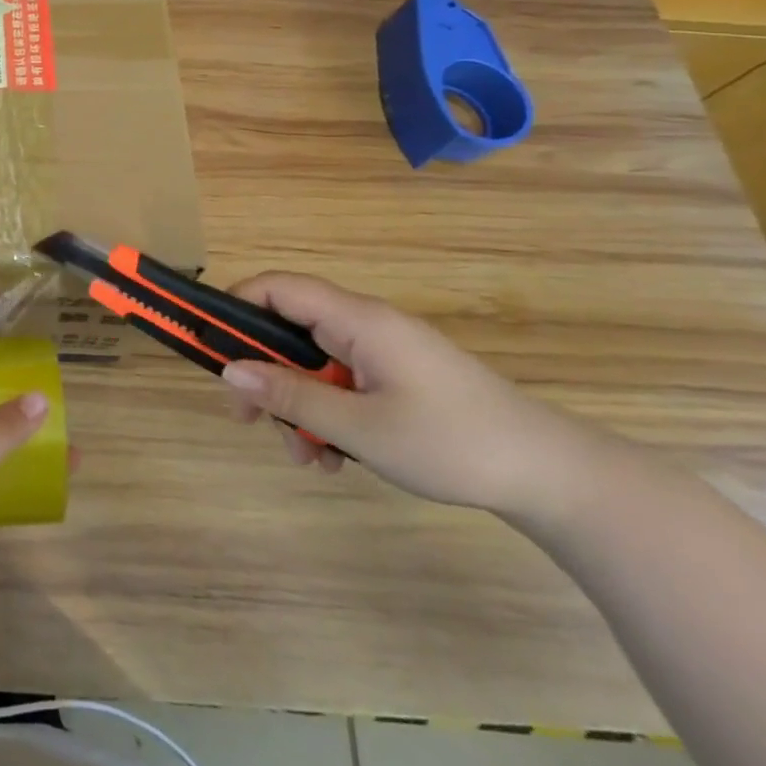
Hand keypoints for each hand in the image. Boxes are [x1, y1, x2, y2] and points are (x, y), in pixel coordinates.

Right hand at [222, 272, 596, 514]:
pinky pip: (342, 383)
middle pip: (290, 330)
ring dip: (297, 406)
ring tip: (306, 457)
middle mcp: (366, 326)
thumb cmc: (452, 443)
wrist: (553, 477)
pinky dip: (328, 414)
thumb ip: (291, 395)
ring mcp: (384, 353)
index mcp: (358, 320)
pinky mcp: (398, 378)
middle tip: (249, 419)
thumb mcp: (360, 426)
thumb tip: (230, 369)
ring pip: (314, 364)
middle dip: (265, 374)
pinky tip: (336, 458)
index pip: (278, 287)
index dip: (236, 306)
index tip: (212, 347)